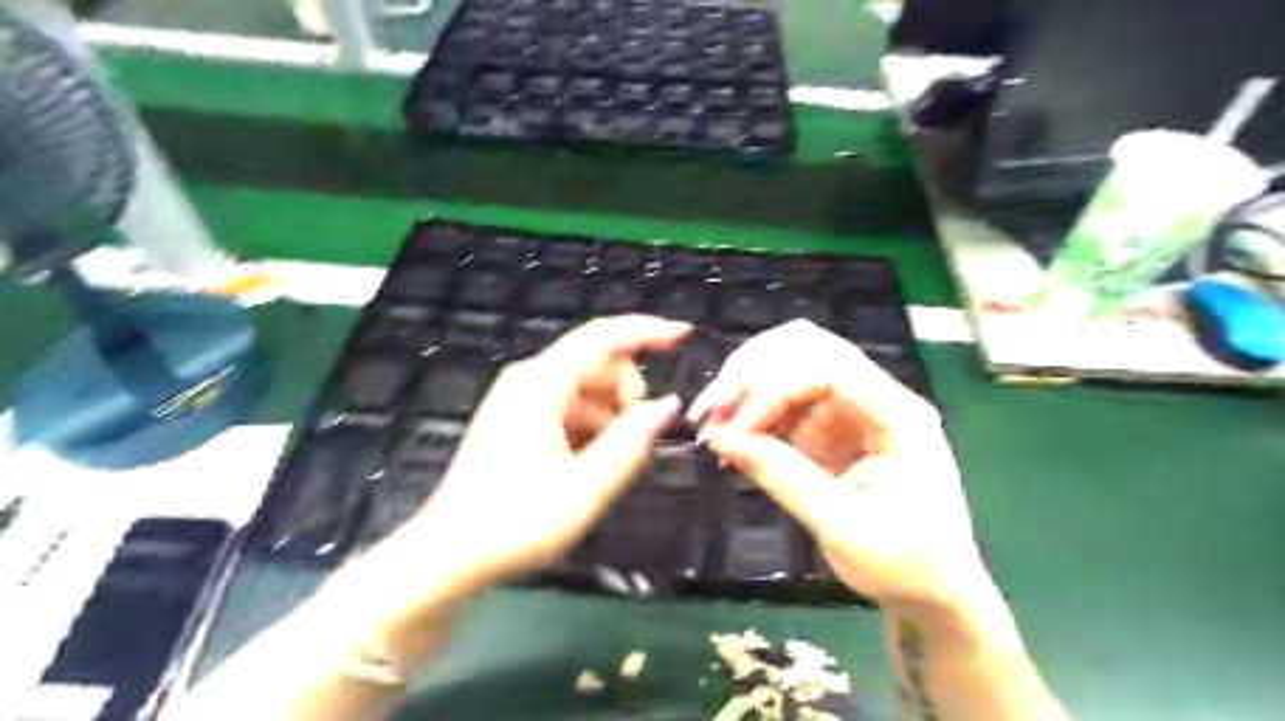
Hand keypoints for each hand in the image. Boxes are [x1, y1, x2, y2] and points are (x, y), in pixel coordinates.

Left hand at [402, 319, 687, 594]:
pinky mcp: (514, 415)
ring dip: (610, 412)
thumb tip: (668, 406)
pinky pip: (567, 403)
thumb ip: (633, 442)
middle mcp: (528, 378)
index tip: (683, 336)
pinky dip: (590, 422)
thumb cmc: (516, 522)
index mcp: (542, 384)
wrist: (449, 553)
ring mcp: (518, 396)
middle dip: (628, 391)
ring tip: (611, 460)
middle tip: (636, 439)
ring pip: (584, 384)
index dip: (647, 331)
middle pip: (597, 361)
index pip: (603, 336)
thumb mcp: (586, 488)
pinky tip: (589, 461)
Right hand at [692, 321, 985, 614]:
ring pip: (788, 368)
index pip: (829, 368)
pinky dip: (751, 415)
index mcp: (898, 414)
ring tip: (711, 427)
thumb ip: (784, 478)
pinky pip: (782, 404)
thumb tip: (724, 439)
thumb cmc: (906, 564)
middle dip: (752, 372)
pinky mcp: (829, 429)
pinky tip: (730, 440)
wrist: (933, 593)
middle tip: (710, 412)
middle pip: (807, 349)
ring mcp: (850, 411)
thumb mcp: (844, 527)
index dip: (774, 388)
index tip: (736, 428)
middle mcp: (874, 398)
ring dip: (745, 390)